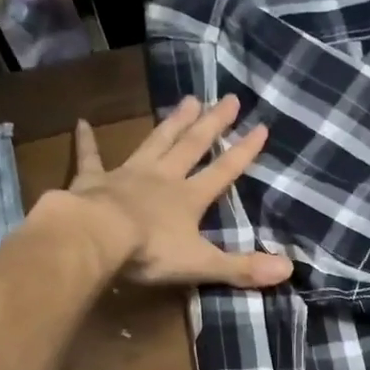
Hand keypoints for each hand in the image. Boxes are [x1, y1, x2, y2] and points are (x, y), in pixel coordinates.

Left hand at [66, 94, 293, 288]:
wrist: (96, 238)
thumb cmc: (151, 252)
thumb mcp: (202, 264)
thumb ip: (242, 267)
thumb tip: (288, 270)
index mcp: (189, 198)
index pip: (223, 172)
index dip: (243, 152)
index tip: (261, 128)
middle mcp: (163, 178)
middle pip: (192, 146)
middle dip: (212, 123)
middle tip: (228, 98)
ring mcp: (128, 175)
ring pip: (155, 142)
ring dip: (172, 123)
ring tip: (187, 100)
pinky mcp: (93, 180)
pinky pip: (90, 157)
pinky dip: (87, 141)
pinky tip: (81, 122)